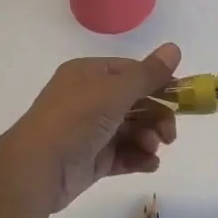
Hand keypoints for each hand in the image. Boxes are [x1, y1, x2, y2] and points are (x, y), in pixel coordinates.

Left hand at [0, 43, 181, 212]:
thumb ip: (148, 74)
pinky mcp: (91, 159)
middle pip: (134, 102)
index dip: (157, 83)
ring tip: (153, 149)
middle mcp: (88, 99)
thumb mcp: (115, 92)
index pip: (131, 72)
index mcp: (89, 74)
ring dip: (148, 138)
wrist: (36, 169)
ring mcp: (89, 131)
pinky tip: (150, 164)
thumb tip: (175, 48)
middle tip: (170, 134)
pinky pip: (122, 154)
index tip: (181, 97)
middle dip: (156, 116)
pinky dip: (139, 158)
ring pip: (131, 130)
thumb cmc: (75, 120)